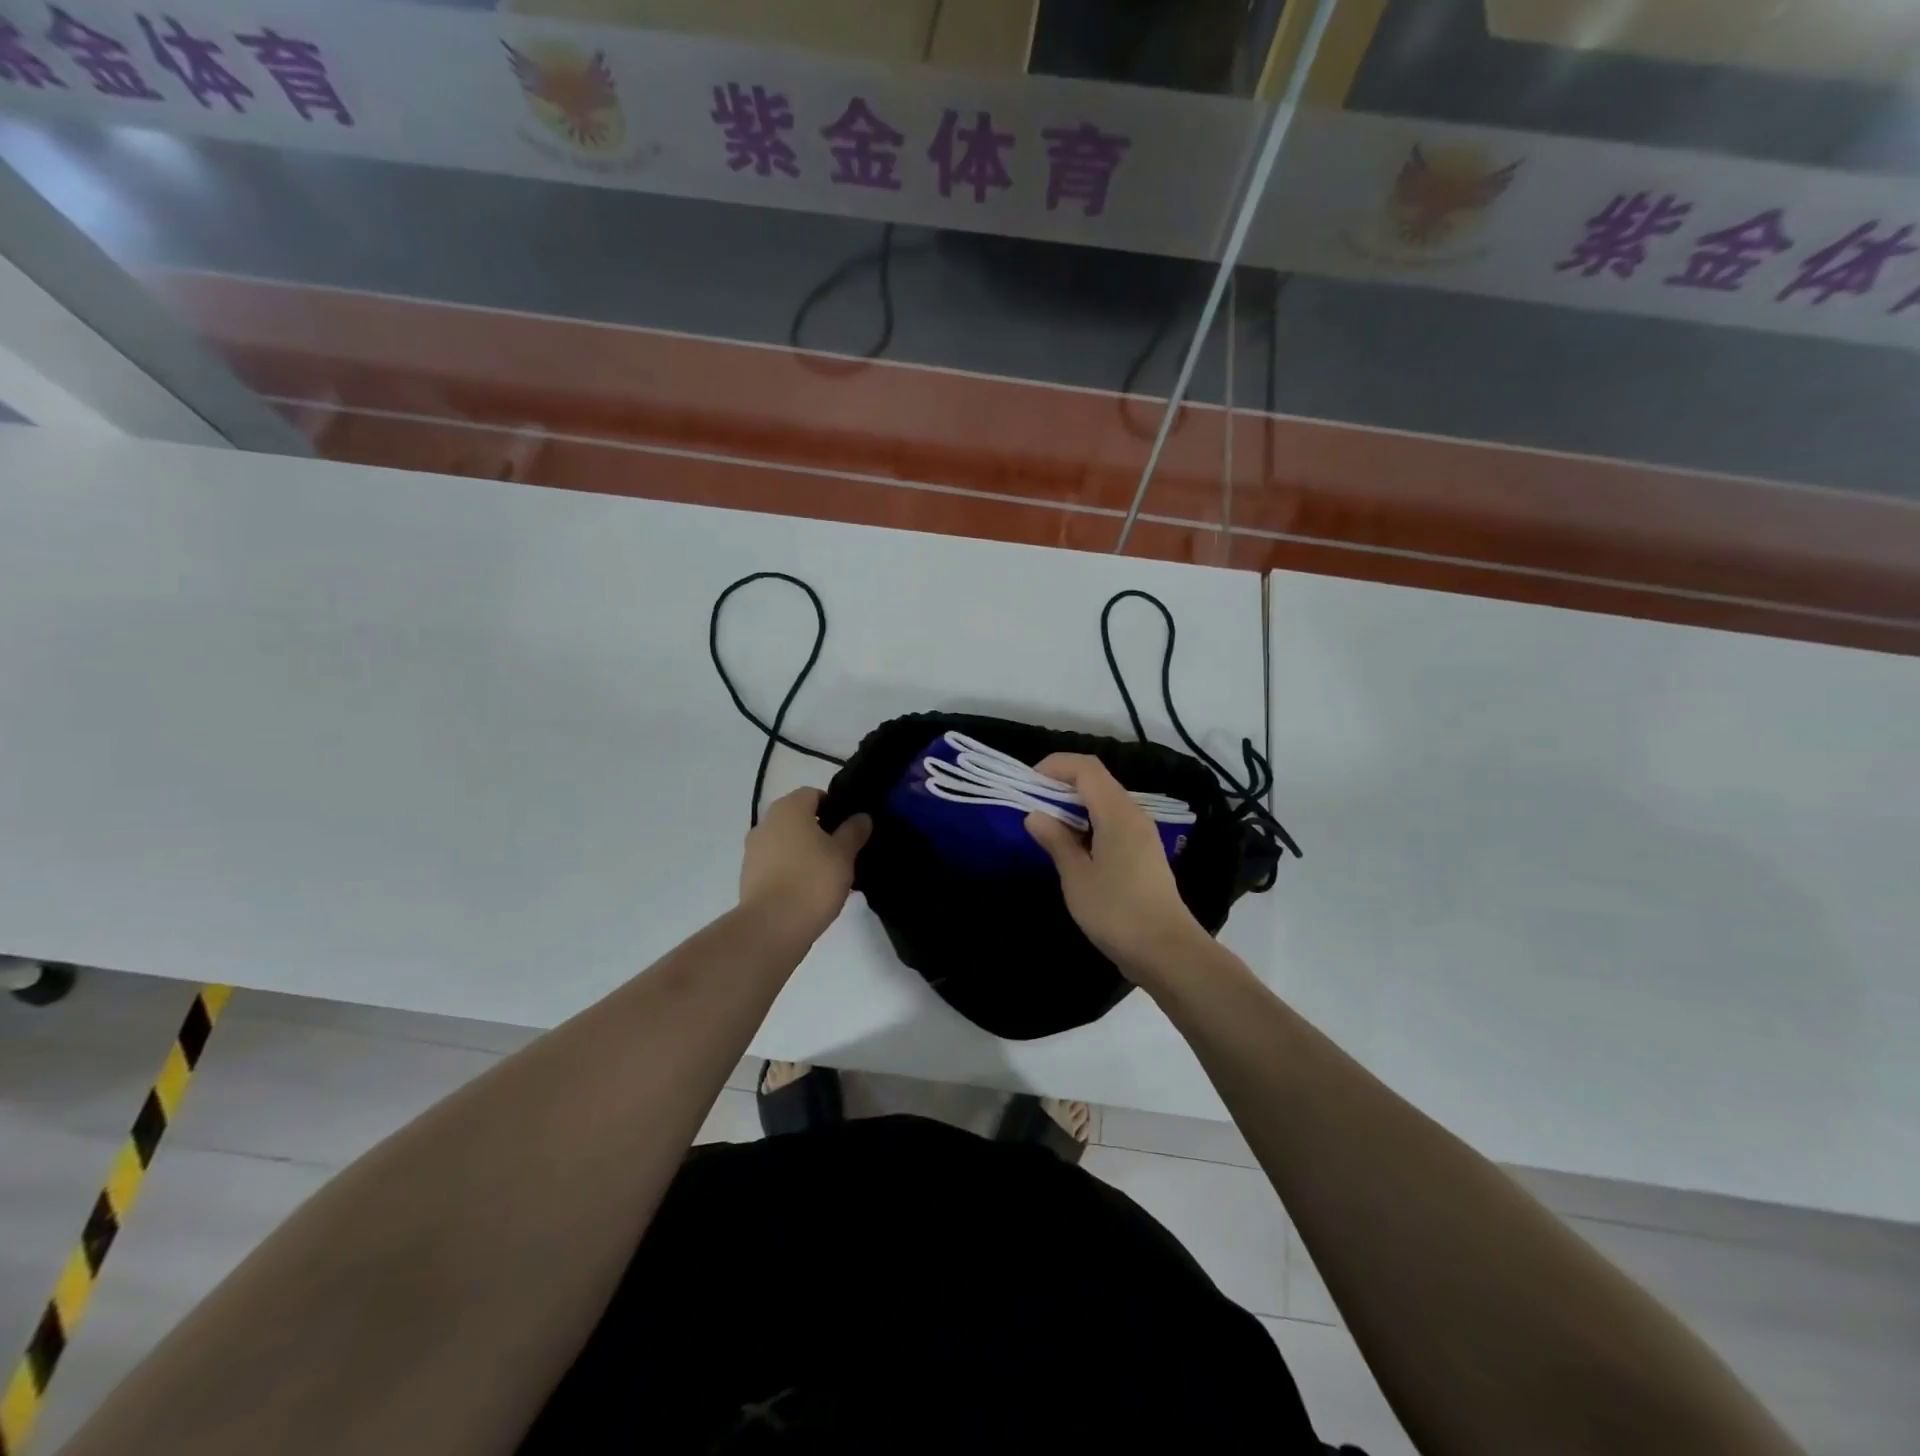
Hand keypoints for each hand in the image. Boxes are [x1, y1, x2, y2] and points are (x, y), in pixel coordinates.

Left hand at [739, 789, 871, 939]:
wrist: (772, 926)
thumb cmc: (813, 880)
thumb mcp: (844, 854)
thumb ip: (854, 831)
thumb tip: (861, 817)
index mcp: (789, 808)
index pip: (814, 794)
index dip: (834, 807)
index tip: (850, 829)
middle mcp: (766, 822)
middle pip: (798, 818)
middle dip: (819, 831)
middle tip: (842, 852)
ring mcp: (753, 850)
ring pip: (786, 842)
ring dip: (804, 852)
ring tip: (827, 876)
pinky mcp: (748, 876)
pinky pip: (776, 864)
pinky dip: (791, 870)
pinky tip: (808, 891)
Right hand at [1024, 754, 1209, 982]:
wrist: (1167, 952)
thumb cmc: (1116, 912)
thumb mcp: (1077, 877)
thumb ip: (1056, 841)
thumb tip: (1035, 815)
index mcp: (1118, 813)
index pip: (1086, 768)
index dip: (1055, 765)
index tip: (1027, 782)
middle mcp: (1133, 815)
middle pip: (1096, 781)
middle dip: (1061, 784)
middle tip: (1031, 803)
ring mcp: (1142, 834)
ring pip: (1104, 801)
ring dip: (1074, 805)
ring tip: (1046, 825)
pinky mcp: (1143, 853)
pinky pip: (1112, 822)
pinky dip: (1088, 822)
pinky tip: (1072, 846)